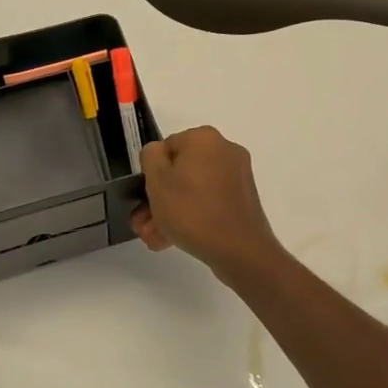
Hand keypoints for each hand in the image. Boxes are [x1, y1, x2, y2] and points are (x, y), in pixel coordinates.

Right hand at [131, 126, 285, 282]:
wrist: (239, 250)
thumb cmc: (192, 211)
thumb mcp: (157, 180)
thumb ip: (150, 156)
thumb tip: (158, 154)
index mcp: (204, 138)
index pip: (165, 148)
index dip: (151, 175)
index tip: (144, 199)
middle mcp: (224, 150)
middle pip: (180, 171)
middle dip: (158, 199)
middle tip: (144, 224)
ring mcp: (237, 175)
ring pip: (193, 190)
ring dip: (170, 212)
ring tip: (155, 238)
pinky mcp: (243, 199)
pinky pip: (209, 201)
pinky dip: (191, 216)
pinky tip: (172, 240)